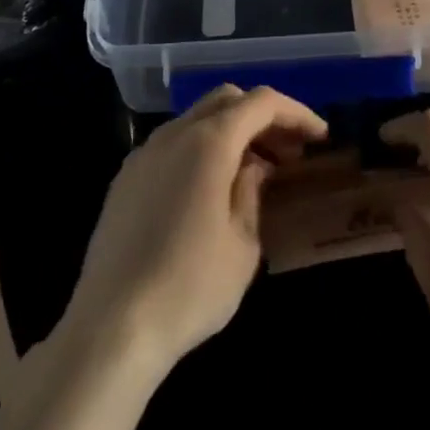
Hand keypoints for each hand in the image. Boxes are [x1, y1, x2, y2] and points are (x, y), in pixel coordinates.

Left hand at [62, 85, 327, 374]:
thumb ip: (253, 193)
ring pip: (197, 119)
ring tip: (253, 172)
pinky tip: (209, 191)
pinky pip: (173, 145)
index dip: (296, 113)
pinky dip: (201, 150)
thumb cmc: (189, 287)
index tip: (319, 136)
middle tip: (288, 153)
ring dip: (231, 133)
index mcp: (209, 140)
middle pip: (227, 100)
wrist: (109, 329)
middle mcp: (174, 133)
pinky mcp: (125, 180)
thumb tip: (253, 169)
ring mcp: (144, 154)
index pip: (261, 103)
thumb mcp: (243, 245)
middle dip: (263, 118)